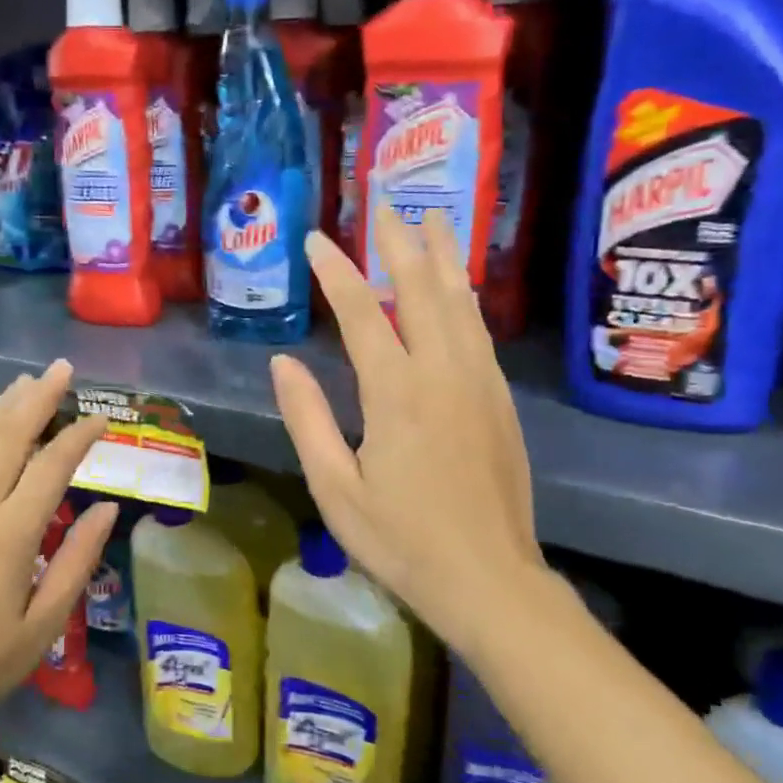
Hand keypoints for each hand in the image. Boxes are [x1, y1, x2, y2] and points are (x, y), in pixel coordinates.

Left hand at [0, 359, 115, 729]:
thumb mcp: (44, 625)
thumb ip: (78, 560)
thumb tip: (108, 507)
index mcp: (9, 534)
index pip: (53, 465)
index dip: (80, 436)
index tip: (102, 419)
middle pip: (9, 435)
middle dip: (39, 397)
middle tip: (63, 369)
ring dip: (0, 407)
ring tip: (25, 383)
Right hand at [271, 205, 555, 661]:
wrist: (489, 579)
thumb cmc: (401, 540)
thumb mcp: (336, 487)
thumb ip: (308, 418)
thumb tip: (284, 361)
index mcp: (396, 393)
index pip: (363, 314)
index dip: (336, 273)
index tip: (315, 239)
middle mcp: (443, 373)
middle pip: (421, 291)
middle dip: (398, 244)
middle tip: (383, 203)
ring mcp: (478, 383)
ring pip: (459, 303)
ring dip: (441, 258)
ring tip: (430, 220)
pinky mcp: (499, 400)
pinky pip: (479, 331)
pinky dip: (464, 298)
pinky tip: (459, 288)